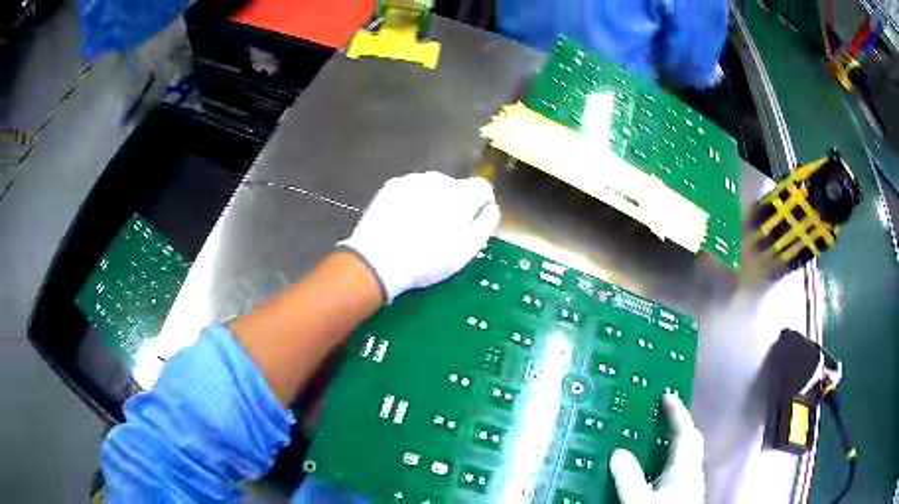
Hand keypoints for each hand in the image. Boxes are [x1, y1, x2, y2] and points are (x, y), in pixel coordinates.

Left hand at [339, 172, 500, 302]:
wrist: (379, 259)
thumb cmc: (429, 259)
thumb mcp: (467, 249)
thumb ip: (486, 224)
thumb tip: (491, 208)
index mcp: (462, 194)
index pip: (482, 187)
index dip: (482, 203)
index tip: (475, 220)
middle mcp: (439, 180)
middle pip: (456, 187)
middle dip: (456, 203)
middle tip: (445, 230)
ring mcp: (413, 180)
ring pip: (432, 187)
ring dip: (434, 201)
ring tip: (422, 227)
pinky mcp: (392, 186)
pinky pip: (411, 190)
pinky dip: (413, 201)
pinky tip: (404, 221)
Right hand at [610, 394, 705, 503]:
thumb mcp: (637, 502)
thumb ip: (628, 478)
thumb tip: (618, 452)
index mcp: (684, 469)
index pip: (685, 432)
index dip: (677, 413)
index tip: (667, 397)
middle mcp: (693, 473)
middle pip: (692, 441)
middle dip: (681, 425)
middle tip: (662, 416)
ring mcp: (692, 485)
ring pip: (689, 456)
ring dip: (677, 444)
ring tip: (657, 441)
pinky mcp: (687, 495)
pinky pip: (682, 469)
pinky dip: (673, 461)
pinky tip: (657, 471)